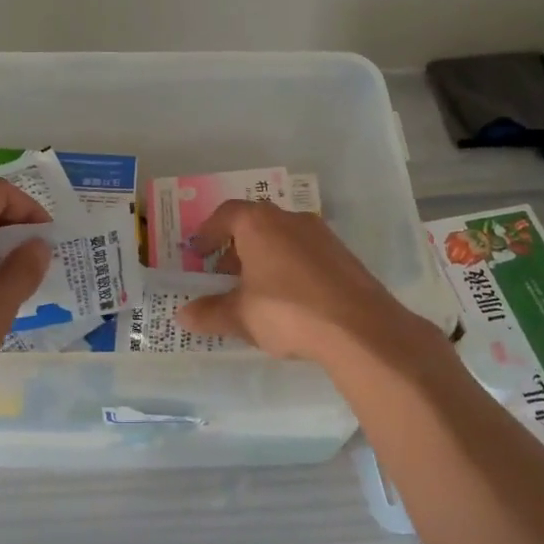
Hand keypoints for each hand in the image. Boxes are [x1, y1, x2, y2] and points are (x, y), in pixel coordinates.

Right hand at [177, 199, 442, 367]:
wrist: (359, 328)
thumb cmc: (287, 312)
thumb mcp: (240, 317)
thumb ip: (209, 313)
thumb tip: (183, 315)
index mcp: (259, 224)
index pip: (226, 214)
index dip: (208, 233)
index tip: (198, 253)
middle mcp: (290, 219)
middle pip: (254, 224)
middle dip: (235, 248)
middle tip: (223, 276)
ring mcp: (322, 235)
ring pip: (282, 239)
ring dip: (263, 259)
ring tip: (254, 292)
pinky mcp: (344, 256)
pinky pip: (305, 255)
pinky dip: (288, 269)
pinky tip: (287, 300)